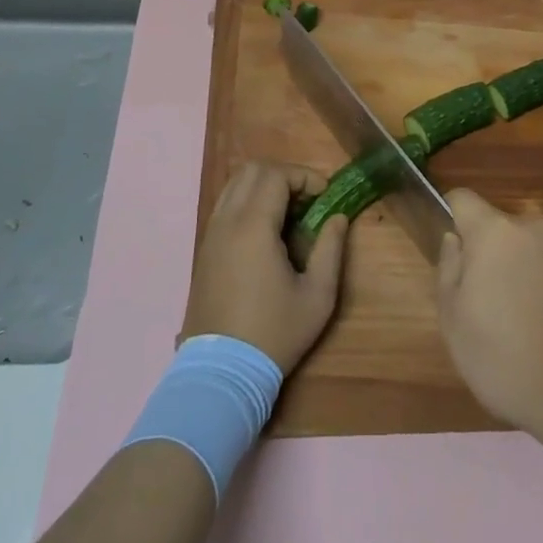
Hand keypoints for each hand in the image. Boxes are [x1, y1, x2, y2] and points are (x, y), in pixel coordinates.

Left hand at [181, 160, 346, 373]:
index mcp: (253, 227)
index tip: (325, 196)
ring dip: (264, 186)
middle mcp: (227, 221)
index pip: (276, 174)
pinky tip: (266, 231)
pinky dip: (247, 201)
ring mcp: (211, 234)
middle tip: (308, 200)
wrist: (221, 373)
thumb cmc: (274, 333)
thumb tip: (338, 218)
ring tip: (288, 214)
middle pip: (253, 170)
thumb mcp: (317, 296)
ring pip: (235, 184)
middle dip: (285, 175)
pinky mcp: (204, 249)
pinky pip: (225, 205)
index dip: (305, 176)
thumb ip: (331, 249)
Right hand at [436, 187, 542, 442]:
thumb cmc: (509, 360)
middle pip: (500, 229)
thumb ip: (448, 271)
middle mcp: (534, 228)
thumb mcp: (455, 324)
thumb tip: (454, 241)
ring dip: (523, 272)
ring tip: (525, 324)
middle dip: (491, 256)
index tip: (452, 250)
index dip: (451, 215)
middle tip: (488, 304)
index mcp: (495, 233)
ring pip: (532, 250)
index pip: (463, 199)